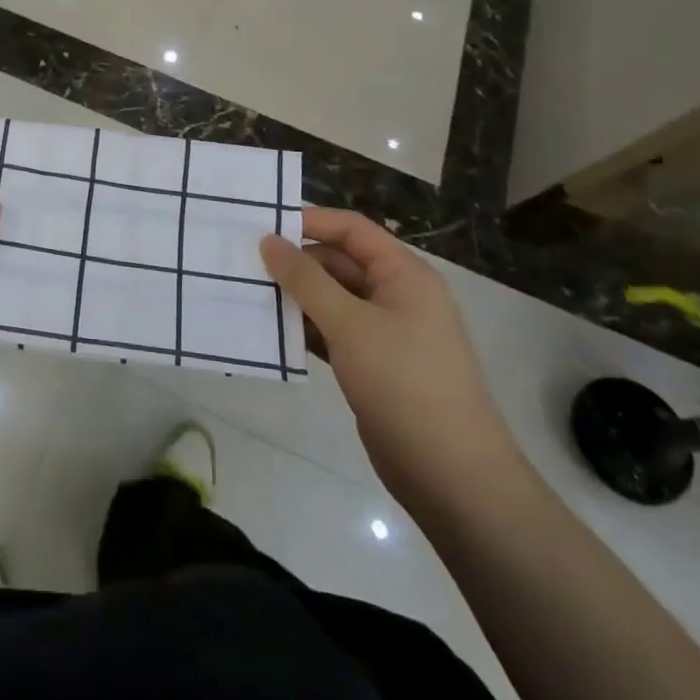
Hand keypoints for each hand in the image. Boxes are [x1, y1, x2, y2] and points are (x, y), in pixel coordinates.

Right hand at [262, 208, 520, 503]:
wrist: (452, 477)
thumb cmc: (404, 385)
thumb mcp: (350, 324)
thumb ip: (306, 280)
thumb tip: (269, 240)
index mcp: (405, 275)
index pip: (352, 230)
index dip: (310, 221)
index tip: (262, 226)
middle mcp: (397, 296)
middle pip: (340, 262)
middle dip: (296, 263)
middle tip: (246, 265)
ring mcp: (387, 332)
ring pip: (333, 298)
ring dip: (297, 297)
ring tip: (250, 293)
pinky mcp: (374, 365)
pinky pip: (334, 331)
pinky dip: (306, 328)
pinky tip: (272, 331)